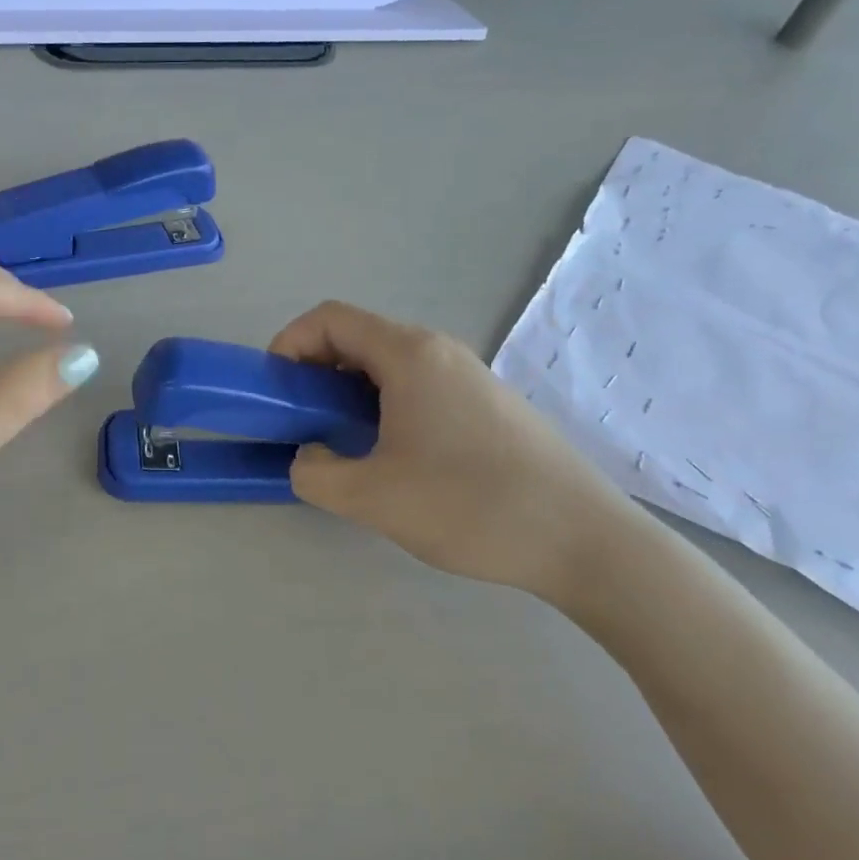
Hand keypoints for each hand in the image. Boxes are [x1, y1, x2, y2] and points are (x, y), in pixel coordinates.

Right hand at [269, 301, 642, 604]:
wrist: (584, 541)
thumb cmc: (469, 505)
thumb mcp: (371, 497)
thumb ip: (314, 474)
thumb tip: (310, 458)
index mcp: (409, 354)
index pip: (329, 319)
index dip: (289, 344)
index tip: (275, 390)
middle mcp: (439, 351)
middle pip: (358, 338)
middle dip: (315, 372)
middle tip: (301, 422)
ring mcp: (469, 376)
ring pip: (388, 365)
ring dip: (349, 393)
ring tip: (342, 444)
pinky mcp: (488, 405)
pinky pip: (418, 387)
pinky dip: (384, 406)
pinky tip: (393, 457)